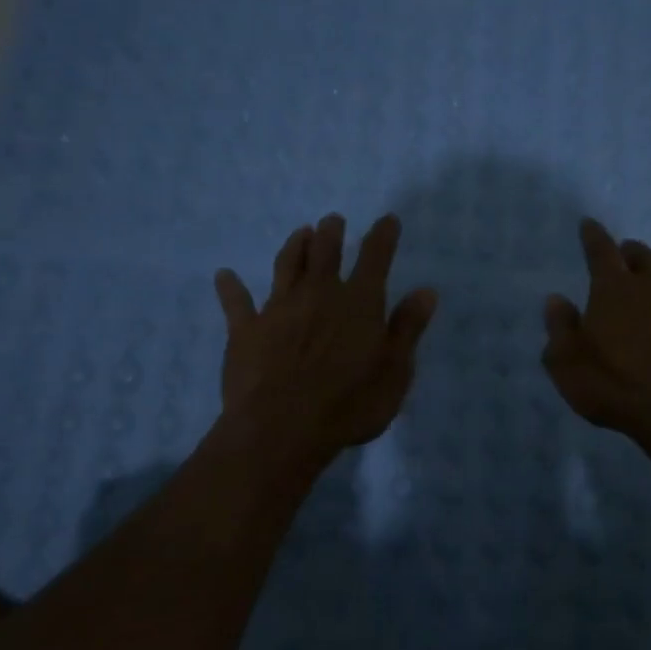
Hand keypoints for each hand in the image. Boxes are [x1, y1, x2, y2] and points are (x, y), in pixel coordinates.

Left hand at [213, 214, 436, 455]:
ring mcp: (279, 309)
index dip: (383, 236)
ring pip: (286, 266)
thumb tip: (426, 291)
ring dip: (294, 246)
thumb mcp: (395, 371)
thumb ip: (408, 328)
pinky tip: (224, 276)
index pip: (375, 258)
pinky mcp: (246, 330)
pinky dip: (230, 288)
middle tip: (333, 220)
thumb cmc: (349, 404)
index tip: (387, 220)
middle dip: (331, 233)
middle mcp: (319, 294)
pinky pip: (236, 303)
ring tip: (300, 232)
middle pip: (325, 253)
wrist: (281, 429)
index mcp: (359, 302)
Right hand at [542, 218, 650, 444]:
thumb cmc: (613, 384)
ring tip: (646, 288)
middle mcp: (650, 290)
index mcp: (614, 289)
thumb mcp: (566, 363)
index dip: (593, 235)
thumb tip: (557, 300)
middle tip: (621, 254)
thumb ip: (560, 327)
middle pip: (642, 257)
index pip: (602, 250)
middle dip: (629, 251)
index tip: (588, 223)